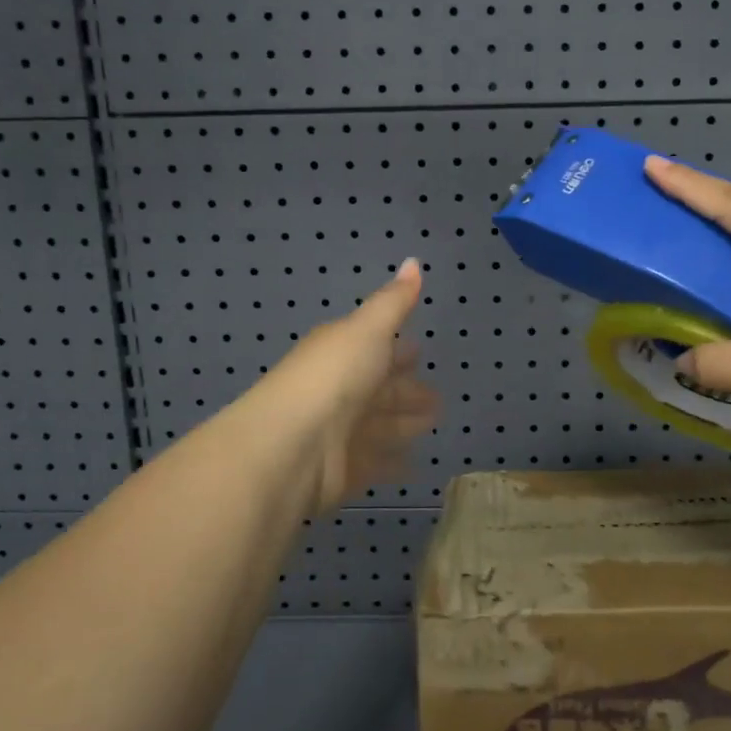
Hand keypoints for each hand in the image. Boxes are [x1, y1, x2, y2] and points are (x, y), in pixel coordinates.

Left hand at [241, 257, 440, 512]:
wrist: (291, 447)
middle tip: (439, 398)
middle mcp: (339, 391)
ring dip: (404, 424)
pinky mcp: (343, 470)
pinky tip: (415, 463)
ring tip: (434, 423)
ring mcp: (340, 433)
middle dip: (407, 390)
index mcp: (341, 352)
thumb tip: (413, 260)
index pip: (375, 348)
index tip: (421, 350)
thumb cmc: (333, 378)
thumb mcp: (367, 330)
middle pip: (380, 390)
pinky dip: (394, 461)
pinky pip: (376, 462)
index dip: (398, 349)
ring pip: (380, 425)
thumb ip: (393, 302)